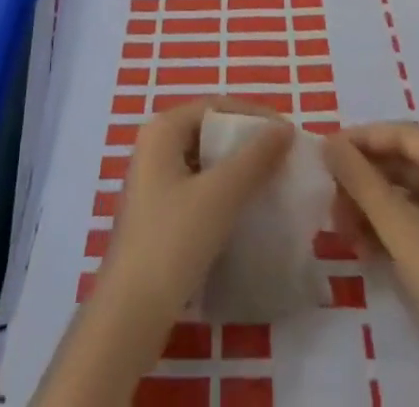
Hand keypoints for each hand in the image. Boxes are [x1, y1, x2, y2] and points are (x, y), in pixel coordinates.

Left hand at [32, 99, 292, 406]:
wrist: (131, 313)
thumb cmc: (173, 241)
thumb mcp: (220, 194)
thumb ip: (255, 158)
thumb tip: (285, 128)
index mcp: (162, 129)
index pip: (215, 106)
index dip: (252, 115)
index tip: (287, 133)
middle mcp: (154, 146)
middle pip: (209, 131)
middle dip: (246, 142)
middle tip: (283, 157)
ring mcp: (153, 182)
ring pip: (204, 162)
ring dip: (237, 169)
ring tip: (271, 182)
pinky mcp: (158, 214)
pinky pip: (198, 188)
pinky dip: (223, 192)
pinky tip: (246, 210)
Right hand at [325, 122, 418, 397]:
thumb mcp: (401, 228)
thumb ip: (361, 181)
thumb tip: (328, 142)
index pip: (402, 135)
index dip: (361, 140)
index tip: (325, 152)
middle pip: (404, 163)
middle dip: (364, 180)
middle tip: (330, 197)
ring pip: (408, 195)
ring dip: (372, 208)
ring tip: (341, 228)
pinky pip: (418, 221)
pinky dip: (390, 229)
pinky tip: (362, 247)